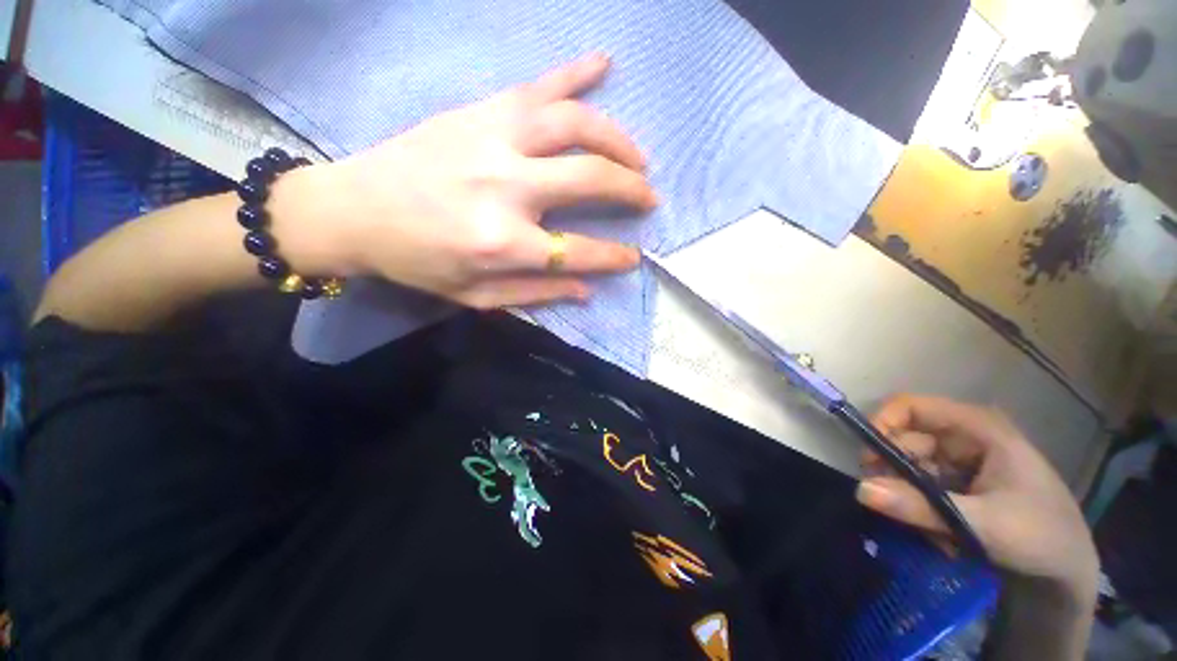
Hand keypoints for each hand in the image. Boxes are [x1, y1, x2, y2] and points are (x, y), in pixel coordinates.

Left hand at [272, 53, 655, 308]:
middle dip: (630, 189)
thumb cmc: (418, 261)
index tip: (634, 257)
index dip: (613, 257)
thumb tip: (586, 290)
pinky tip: (604, 62)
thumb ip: (534, 293)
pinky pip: (539, 84)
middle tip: (649, 196)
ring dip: (617, 138)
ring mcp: (494, 139)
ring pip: (576, 124)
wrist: (355, 209)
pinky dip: (576, 71)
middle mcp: (506, 186)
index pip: (579, 251)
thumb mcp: (475, 296)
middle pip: (589, 179)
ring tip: (637, 156)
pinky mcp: (480, 111)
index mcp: (502, 242)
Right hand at [856, 395, 1097, 603]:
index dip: (882, 424)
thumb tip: (860, 489)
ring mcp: (963, 461)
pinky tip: (940, 535)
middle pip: (907, 439)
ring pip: (911, 466)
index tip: (867, 460)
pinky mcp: (961, 483)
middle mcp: (966, 437)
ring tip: (929, 531)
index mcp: (977, 428)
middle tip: (890, 504)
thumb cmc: (1038, 537)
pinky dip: (923, 508)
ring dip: (910, 497)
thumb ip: (919, 507)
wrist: (1068, 575)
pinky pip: (923, 486)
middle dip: (894, 472)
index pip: (911, 407)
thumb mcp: (980, 525)